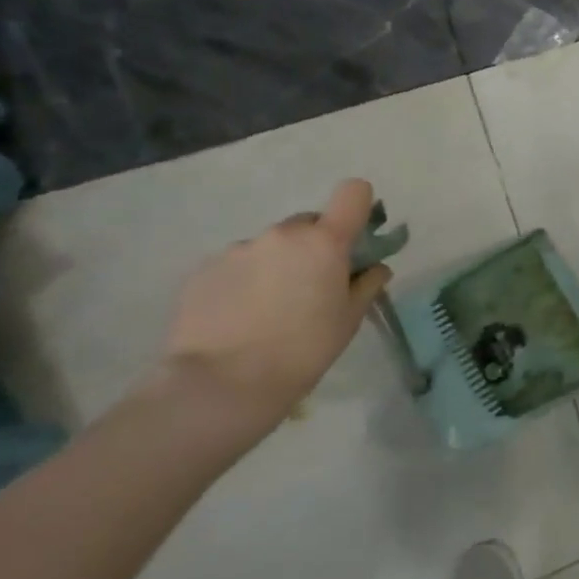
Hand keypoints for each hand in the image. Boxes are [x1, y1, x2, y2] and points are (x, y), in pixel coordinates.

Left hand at [157, 179, 392, 437]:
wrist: (221, 386)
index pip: (353, 192)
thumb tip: (375, 267)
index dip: (358, 208)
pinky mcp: (203, 270)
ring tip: (265, 311)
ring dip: (275, 265)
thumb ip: (367, 284)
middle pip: (308, 224)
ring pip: (270, 246)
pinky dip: (242, 282)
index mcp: (325, 241)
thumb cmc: (303, 350)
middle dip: (313, 247)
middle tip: (308, 288)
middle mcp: (282, 234)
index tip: (354, 237)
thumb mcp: (349, 319)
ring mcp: (239, 249)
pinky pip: (236, 265)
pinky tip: (236, 318)